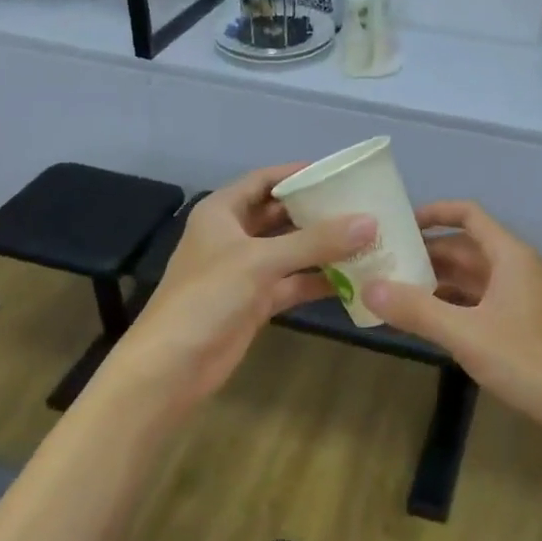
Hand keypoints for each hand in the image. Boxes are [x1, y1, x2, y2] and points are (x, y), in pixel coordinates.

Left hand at [105, 165, 374, 417]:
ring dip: (323, 247)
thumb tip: (369, 221)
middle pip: (280, 214)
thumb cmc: (207, 297)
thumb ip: (315, 241)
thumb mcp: (260, 261)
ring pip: (290, 250)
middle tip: (362, 205)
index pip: (264, 180)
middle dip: (317, 211)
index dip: (298, 174)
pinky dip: (319, 280)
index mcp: (222, 212)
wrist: (172, 367)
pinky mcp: (256, 300)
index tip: (339, 173)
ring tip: (367, 238)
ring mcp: (245, 270)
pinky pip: (293, 282)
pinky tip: (354, 278)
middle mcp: (233, 235)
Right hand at [364, 202, 541, 442]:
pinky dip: (454, 307)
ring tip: (395, 293)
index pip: (468, 215)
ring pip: (472, 279)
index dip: (433, 213)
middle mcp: (517, 269)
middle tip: (383, 264)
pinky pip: (482, 304)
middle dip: (426, 254)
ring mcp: (523, 299)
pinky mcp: (525, 326)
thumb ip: (417, 311)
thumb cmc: (532, 362)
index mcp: (509, 256)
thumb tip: (368, 287)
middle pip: (465, 248)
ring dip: (437, 283)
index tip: (396, 224)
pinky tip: (428, 324)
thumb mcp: (467, 335)